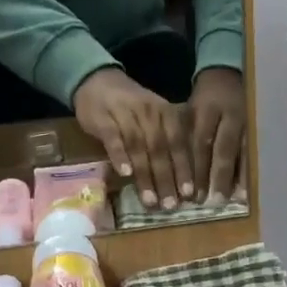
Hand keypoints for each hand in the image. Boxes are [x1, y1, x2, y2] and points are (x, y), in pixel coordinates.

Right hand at [74, 68, 194, 211]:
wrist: (97, 80)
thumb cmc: (130, 106)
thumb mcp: (154, 117)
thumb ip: (166, 142)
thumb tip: (180, 178)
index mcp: (166, 113)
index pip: (178, 144)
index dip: (184, 170)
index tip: (189, 195)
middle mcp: (149, 113)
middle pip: (160, 150)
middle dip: (167, 179)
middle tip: (171, 205)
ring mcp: (125, 115)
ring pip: (139, 148)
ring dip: (145, 176)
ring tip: (150, 201)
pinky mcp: (103, 119)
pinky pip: (113, 139)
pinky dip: (120, 156)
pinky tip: (125, 174)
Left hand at [187, 67, 247, 202]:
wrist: (228, 73)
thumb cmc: (204, 98)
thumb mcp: (190, 110)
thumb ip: (184, 136)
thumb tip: (172, 170)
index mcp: (206, 109)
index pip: (201, 142)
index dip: (196, 169)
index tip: (192, 193)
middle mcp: (229, 116)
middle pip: (223, 150)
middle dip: (217, 177)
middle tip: (211, 201)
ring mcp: (247, 121)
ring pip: (243, 152)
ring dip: (238, 177)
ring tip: (234, 200)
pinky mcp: (258, 126)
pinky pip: (254, 151)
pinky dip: (250, 171)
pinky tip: (248, 189)